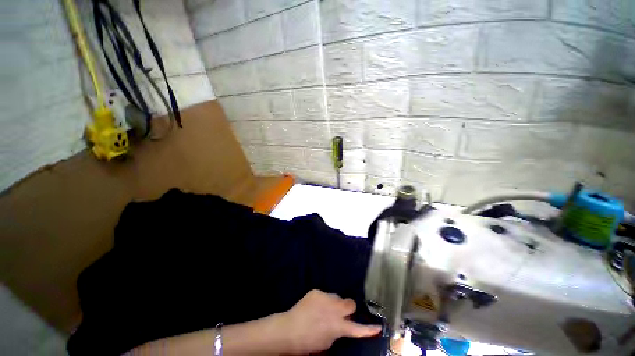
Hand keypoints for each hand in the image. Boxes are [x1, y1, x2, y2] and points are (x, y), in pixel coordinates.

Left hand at [275, 290, 381, 354]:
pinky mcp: (317, 291)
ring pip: (337, 297)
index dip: (369, 329)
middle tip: (343, 313)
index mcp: (337, 326)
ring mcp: (325, 297)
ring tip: (325, 309)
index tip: (378, 326)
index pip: (357, 328)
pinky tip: (315, 306)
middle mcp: (334, 309)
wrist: (289, 329)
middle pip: (350, 303)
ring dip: (335, 303)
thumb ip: (337, 332)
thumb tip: (342, 325)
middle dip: (349, 308)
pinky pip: (325, 294)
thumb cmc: (308, 342)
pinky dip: (323, 300)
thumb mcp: (327, 342)